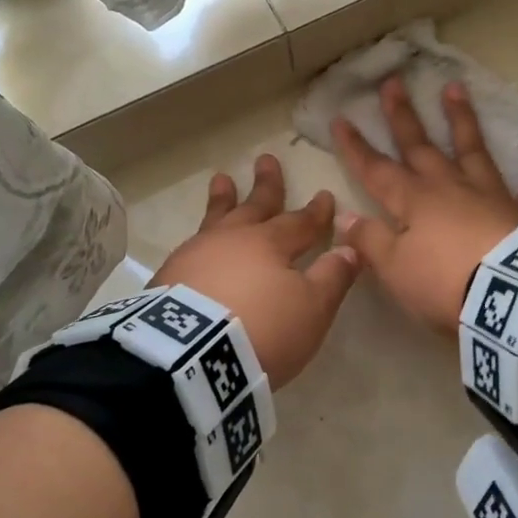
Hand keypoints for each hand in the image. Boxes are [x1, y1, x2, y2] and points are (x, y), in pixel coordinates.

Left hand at [150, 153, 360, 389]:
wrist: (189, 358)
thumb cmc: (262, 329)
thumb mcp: (311, 308)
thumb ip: (332, 276)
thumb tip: (350, 247)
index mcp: (270, 243)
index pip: (300, 222)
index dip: (316, 211)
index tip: (325, 195)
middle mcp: (232, 240)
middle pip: (254, 206)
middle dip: (266, 185)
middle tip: (265, 159)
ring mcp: (195, 256)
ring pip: (216, 219)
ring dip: (223, 199)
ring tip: (221, 180)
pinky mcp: (168, 278)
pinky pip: (190, 247)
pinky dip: (199, 238)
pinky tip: (195, 242)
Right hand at [332, 77, 517, 333]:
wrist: (511, 296)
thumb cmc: (445, 283)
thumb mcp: (395, 269)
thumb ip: (370, 240)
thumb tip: (345, 216)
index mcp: (413, 202)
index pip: (376, 170)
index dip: (356, 147)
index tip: (342, 118)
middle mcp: (449, 187)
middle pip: (420, 147)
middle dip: (403, 116)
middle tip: (393, 82)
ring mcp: (491, 194)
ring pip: (472, 149)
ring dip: (462, 119)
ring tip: (455, 87)